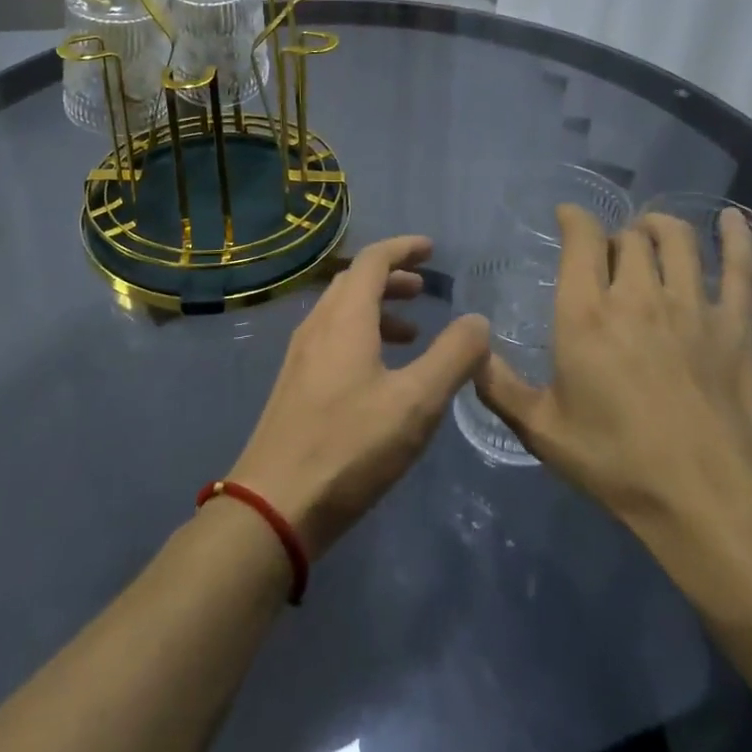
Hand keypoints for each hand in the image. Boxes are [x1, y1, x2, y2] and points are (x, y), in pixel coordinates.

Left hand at [229, 236, 490, 558]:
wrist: (275, 503)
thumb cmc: (350, 446)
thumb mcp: (416, 403)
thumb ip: (452, 357)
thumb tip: (477, 320)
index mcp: (345, 318)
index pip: (373, 260)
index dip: (403, 248)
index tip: (431, 249)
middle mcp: (318, 326)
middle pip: (354, 282)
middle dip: (391, 277)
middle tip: (425, 288)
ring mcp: (300, 355)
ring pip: (341, 312)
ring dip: (377, 309)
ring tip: (412, 333)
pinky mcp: (294, 384)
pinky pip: (332, 338)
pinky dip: (361, 335)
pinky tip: (380, 373)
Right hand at [474, 206, 751, 572]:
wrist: (711, 502)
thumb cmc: (617, 462)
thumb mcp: (541, 430)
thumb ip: (499, 386)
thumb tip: (470, 352)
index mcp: (586, 314)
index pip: (582, 239)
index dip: (574, 218)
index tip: (567, 216)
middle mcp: (637, 296)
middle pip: (629, 238)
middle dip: (615, 235)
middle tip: (609, 251)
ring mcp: (692, 307)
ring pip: (677, 240)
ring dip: (660, 227)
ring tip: (651, 231)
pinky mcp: (736, 326)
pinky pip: (741, 267)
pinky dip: (736, 238)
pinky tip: (730, 219)